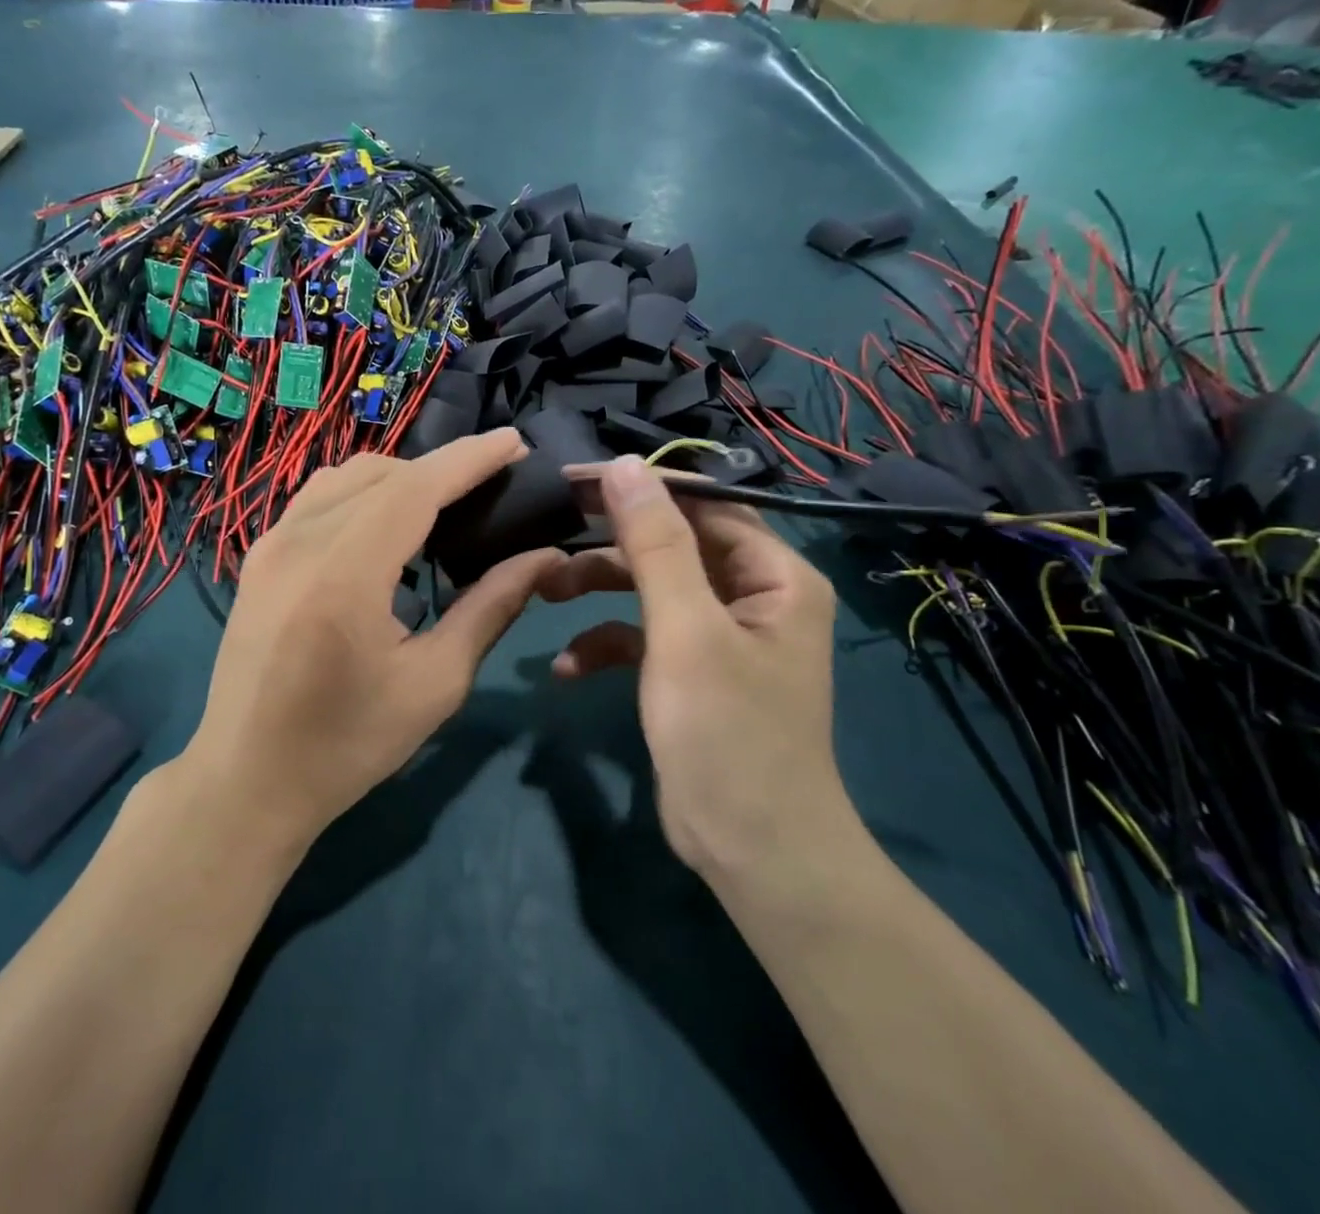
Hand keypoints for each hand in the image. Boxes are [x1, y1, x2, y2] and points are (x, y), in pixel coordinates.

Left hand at [181, 429, 562, 847]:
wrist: (247, 780)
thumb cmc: (348, 744)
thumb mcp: (435, 683)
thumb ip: (491, 608)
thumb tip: (543, 558)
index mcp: (344, 574)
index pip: (416, 488)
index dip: (469, 459)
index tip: (514, 442)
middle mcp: (299, 542)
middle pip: (382, 473)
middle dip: (442, 468)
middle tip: (491, 485)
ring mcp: (269, 545)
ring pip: (346, 478)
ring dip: (401, 478)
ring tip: (445, 505)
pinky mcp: (258, 557)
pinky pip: (318, 499)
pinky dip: (363, 494)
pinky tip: (388, 528)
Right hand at [538, 457, 842, 879]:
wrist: (754, 854)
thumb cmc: (728, 735)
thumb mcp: (685, 632)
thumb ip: (655, 544)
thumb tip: (624, 466)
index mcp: (774, 575)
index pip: (703, 503)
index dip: (640, 486)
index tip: (573, 480)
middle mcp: (753, 595)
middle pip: (674, 542)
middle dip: (611, 540)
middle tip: (551, 523)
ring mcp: (721, 634)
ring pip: (652, 586)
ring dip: (600, 588)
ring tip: (546, 591)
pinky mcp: (692, 670)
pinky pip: (644, 636)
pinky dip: (607, 642)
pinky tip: (568, 668)